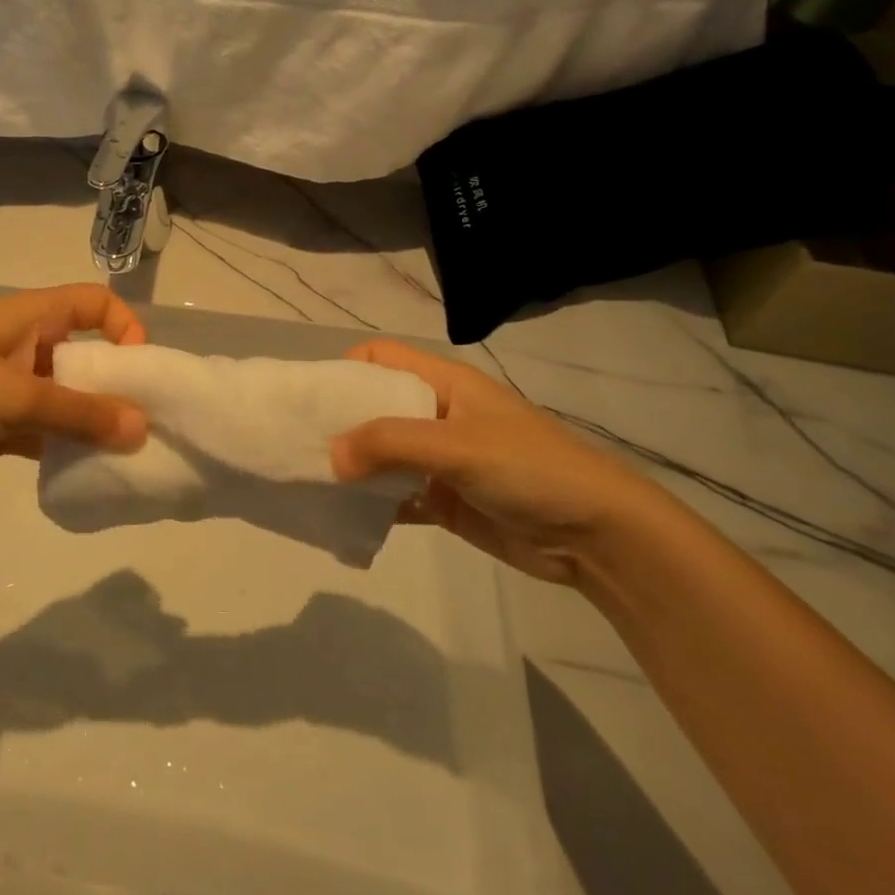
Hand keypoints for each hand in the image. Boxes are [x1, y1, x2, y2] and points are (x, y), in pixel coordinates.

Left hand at [0, 284, 149, 477]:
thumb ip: (82, 413)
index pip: (96, 303)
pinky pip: (47, 431)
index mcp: (36, 316)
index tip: (140, 369)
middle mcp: (31, 345)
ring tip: (125, 454)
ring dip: (93, 423)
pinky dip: (67, 447)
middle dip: (117, 386)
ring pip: (69, 399)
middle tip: (145, 423)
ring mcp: (15, 386)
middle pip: (89, 356)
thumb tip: (143, 429)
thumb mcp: (20, 393)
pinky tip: (88, 471)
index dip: (124, 327)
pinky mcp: (0, 423)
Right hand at [330, 339, 654, 584]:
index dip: (344, 369)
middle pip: (374, 408)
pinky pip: (397, 495)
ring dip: (353, 468)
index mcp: (442, 384)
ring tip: (309, 482)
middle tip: (296, 445)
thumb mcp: (457, 444)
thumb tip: (329, 454)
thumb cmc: (529, 468)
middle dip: (339, 424)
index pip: (380, 359)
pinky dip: (373, 504)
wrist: (598, 535)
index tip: (308, 398)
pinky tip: (344, 516)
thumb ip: (391, 443)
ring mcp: (440, 459)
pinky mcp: (445, 500)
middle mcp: (436, 415)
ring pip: (382, 455)